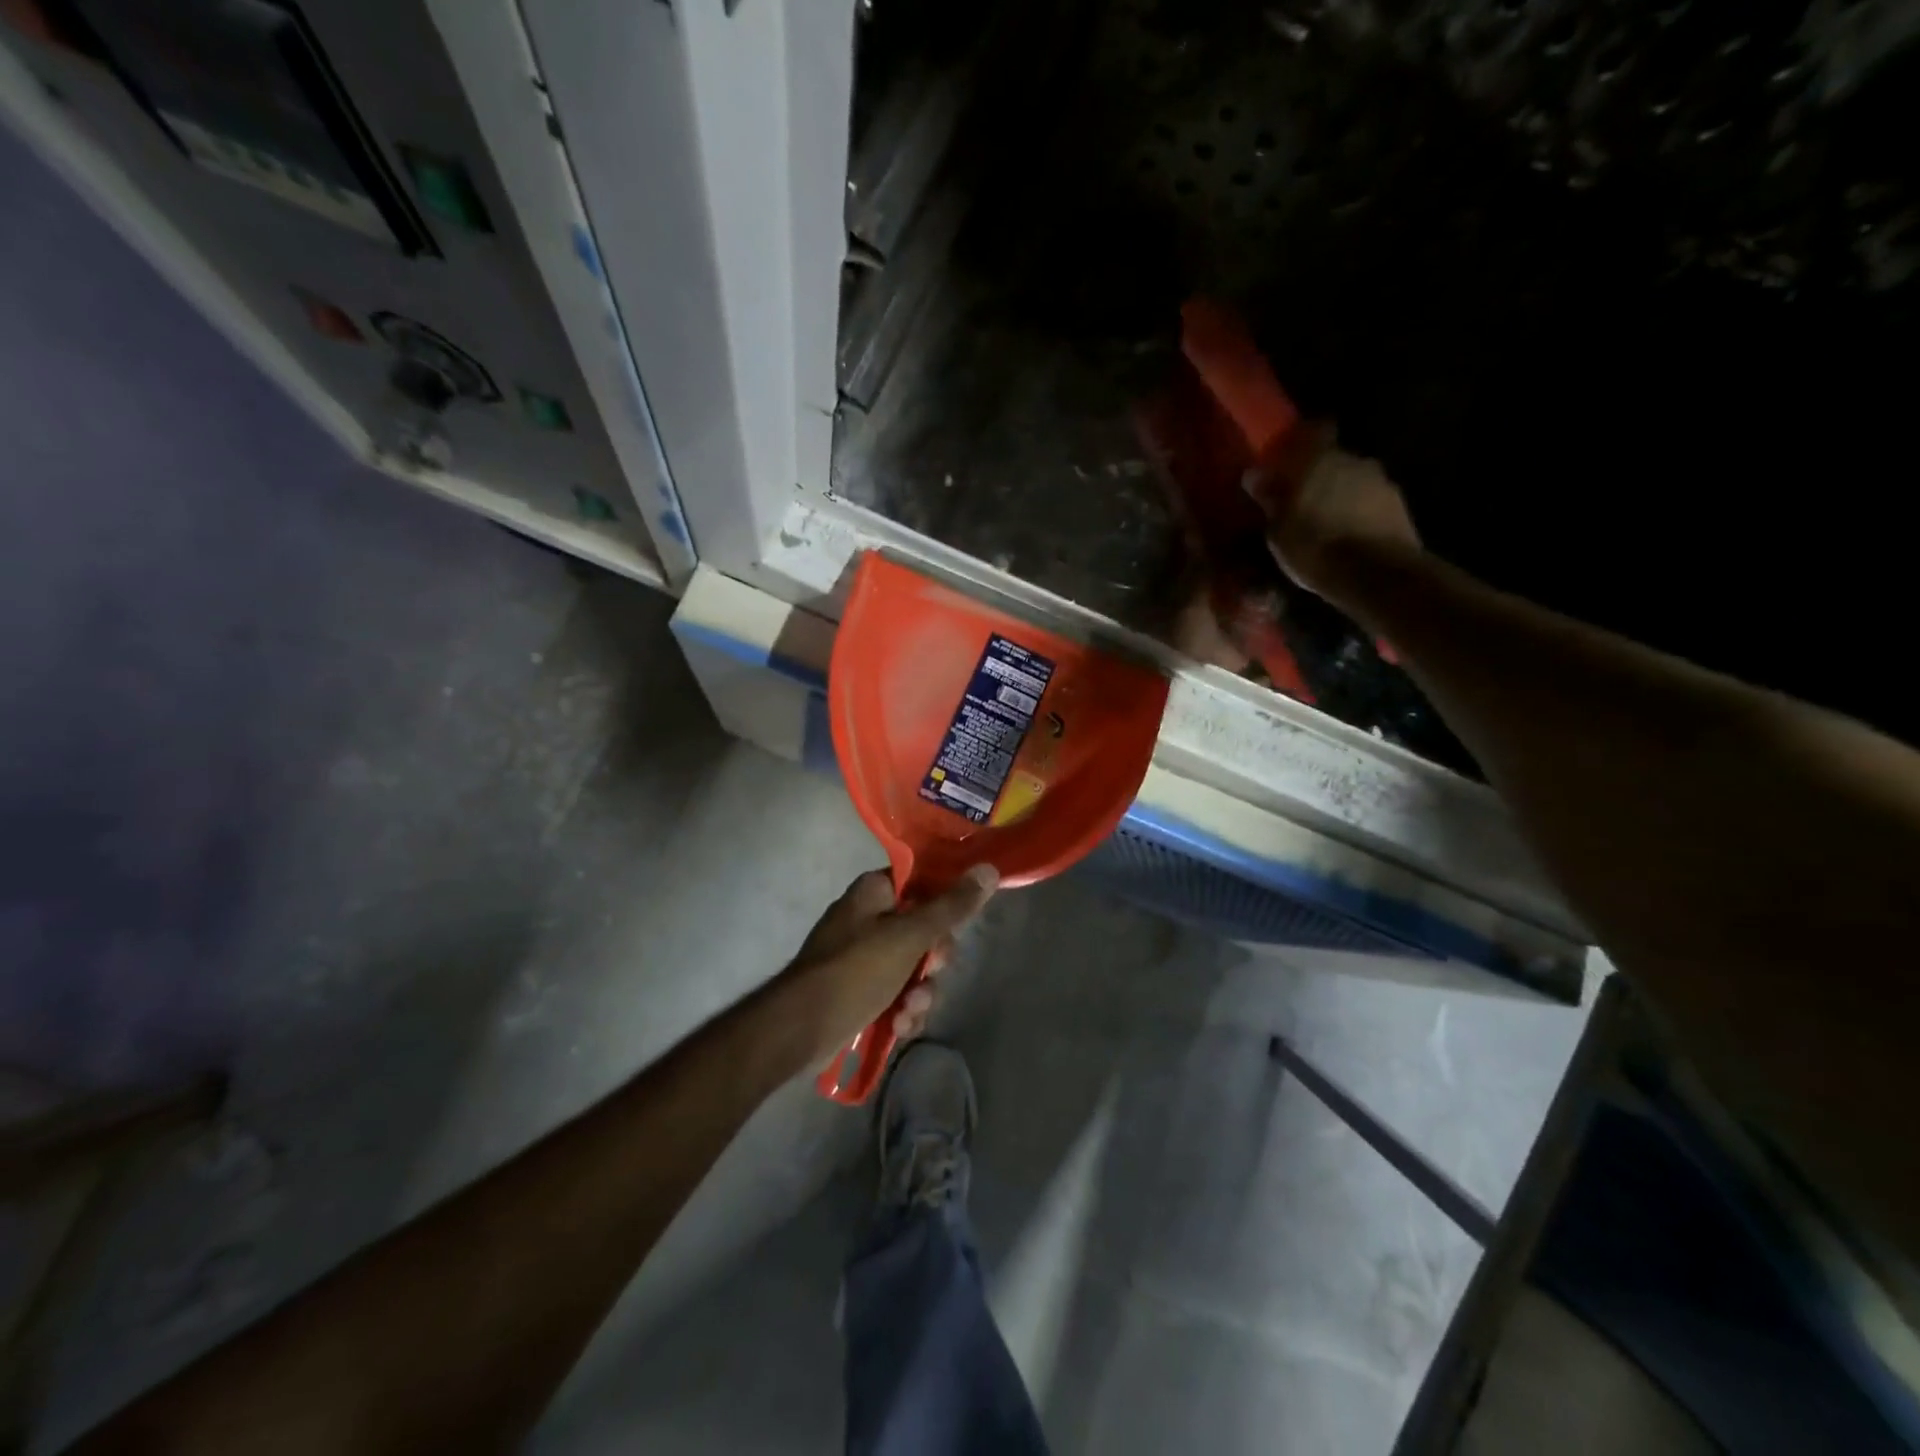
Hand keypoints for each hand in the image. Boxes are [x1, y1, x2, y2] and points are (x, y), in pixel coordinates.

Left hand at [768, 866, 998, 1072]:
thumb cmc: (855, 970)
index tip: (959, 925)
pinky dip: (902, 1009)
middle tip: (932, 973)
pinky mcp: (860, 990)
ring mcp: (863, 956)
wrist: (799, 1029)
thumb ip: (951, 907)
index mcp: (874, 891)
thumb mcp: (909, 936)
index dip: (945, 902)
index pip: (922, 881)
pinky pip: (897, 993)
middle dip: (933, 962)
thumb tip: (989, 869)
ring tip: (908, 1012)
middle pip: (924, 930)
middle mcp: (869, 917)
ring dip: (920, 993)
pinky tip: (898, 1027)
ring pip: (914, 967)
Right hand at [1247, 442, 1421, 603]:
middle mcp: (1356, 461)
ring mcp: (1383, 483)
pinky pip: (1372, 503)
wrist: (1375, 575)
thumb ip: (1270, 498)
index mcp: (1322, 460)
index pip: (1317, 430)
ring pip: (1355, 482)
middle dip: (1320, 475)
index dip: (1305, 439)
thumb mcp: (1278, 530)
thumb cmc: (1316, 546)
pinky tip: (1347, 537)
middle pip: (1336, 459)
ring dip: (1341, 496)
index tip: (1291, 455)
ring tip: (1325, 524)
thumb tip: (1254, 474)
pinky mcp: (1400, 508)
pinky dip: (1360, 514)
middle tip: (1302, 500)